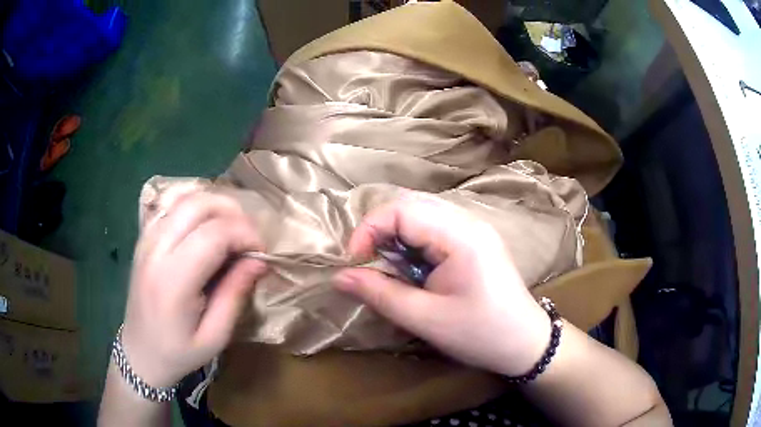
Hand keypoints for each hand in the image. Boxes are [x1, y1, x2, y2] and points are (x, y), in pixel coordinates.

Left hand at [121, 192, 266, 387]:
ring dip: (216, 205)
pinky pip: (171, 204)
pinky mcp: (144, 237)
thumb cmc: (178, 353)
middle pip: (199, 204)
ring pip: (185, 197)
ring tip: (231, 230)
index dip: (245, 234)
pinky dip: (195, 205)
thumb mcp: (215, 337)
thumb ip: (235, 295)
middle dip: (234, 213)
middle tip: (249, 239)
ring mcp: (146, 239)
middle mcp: (156, 250)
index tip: (260, 253)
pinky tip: (205, 225)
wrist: (139, 352)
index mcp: (173, 281)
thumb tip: (259, 260)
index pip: (214, 234)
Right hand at [334, 194, 550, 376]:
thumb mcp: (425, 319)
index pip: (401, 209)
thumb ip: (380, 294)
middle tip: (367, 261)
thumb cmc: (479, 334)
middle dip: (380, 228)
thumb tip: (339, 276)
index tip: (354, 261)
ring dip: (395, 233)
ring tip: (387, 265)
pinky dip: (412, 239)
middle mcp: (468, 220)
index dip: (368, 229)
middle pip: (410, 203)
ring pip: (421, 211)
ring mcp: (474, 227)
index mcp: (460, 235)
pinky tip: (412, 265)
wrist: (525, 342)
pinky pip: (434, 225)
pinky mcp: (475, 238)